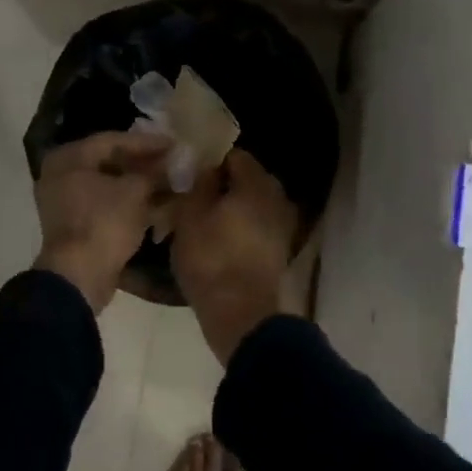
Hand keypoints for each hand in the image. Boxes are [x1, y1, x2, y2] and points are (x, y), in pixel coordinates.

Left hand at [33, 130, 171, 313]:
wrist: (79, 276)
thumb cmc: (105, 223)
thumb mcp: (136, 192)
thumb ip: (153, 172)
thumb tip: (169, 164)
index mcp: (69, 158)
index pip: (113, 140)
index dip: (146, 142)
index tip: (173, 144)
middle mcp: (60, 174)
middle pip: (108, 161)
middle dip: (142, 163)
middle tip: (170, 162)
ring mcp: (63, 200)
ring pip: (107, 184)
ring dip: (137, 183)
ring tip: (167, 183)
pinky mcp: (72, 224)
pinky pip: (102, 203)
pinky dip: (126, 201)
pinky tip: (153, 204)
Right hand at [171, 148, 300, 365]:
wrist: (241, 315)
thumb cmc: (211, 259)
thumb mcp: (191, 215)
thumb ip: (199, 183)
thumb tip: (206, 165)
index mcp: (256, 183)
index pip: (234, 155)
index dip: (210, 161)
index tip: (190, 174)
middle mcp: (276, 198)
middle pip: (246, 180)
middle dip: (223, 185)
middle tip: (194, 197)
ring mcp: (282, 226)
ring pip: (252, 205)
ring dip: (231, 209)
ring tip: (202, 222)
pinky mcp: (278, 251)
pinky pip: (256, 227)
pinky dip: (240, 229)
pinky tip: (218, 241)